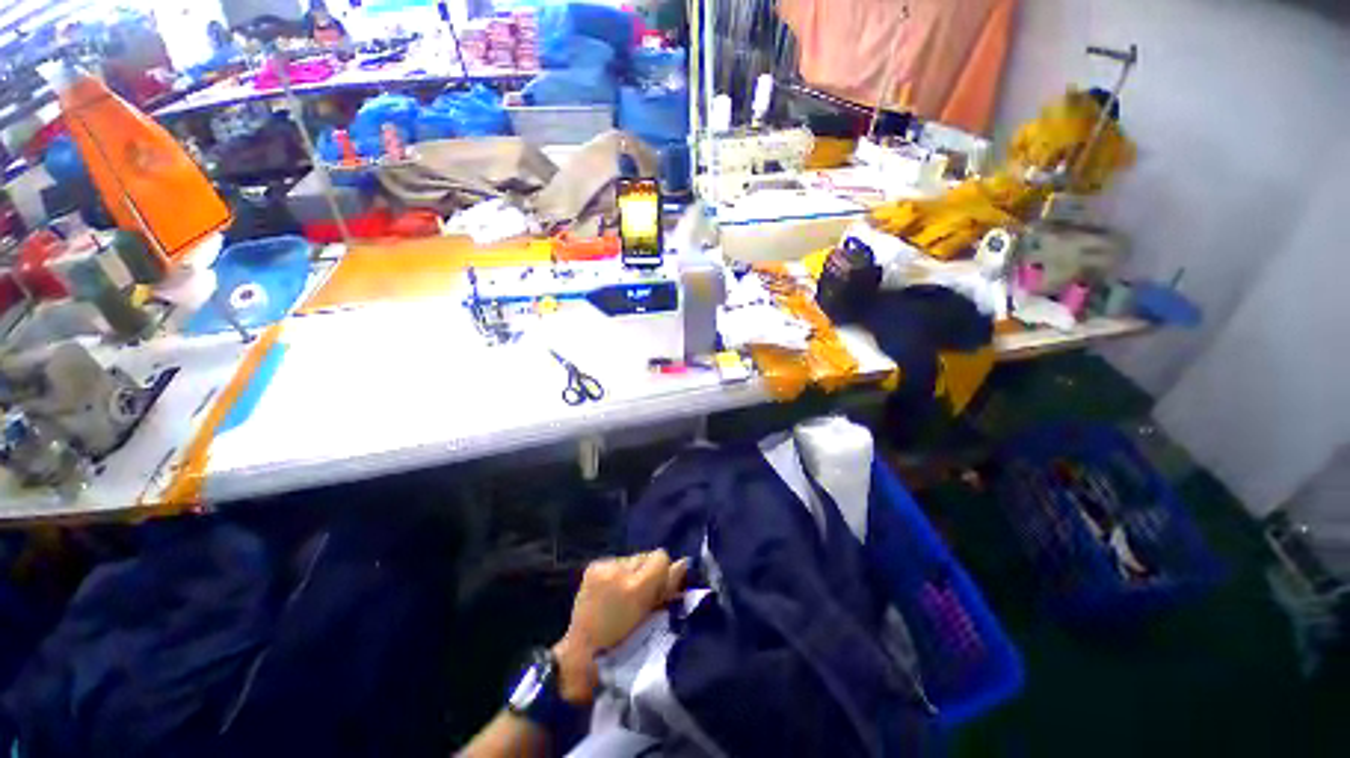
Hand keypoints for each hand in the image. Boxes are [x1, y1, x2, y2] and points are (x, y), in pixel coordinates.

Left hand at [552, 550, 688, 704]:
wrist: (583, 653)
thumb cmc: (624, 645)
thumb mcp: (653, 619)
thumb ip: (667, 588)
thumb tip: (684, 562)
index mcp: (635, 588)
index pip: (661, 557)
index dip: (663, 572)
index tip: (658, 591)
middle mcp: (618, 571)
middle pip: (646, 555)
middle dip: (647, 572)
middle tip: (640, 596)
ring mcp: (603, 566)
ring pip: (633, 558)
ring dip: (633, 572)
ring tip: (624, 595)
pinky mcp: (593, 565)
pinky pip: (617, 561)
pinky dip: (619, 573)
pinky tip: (611, 591)